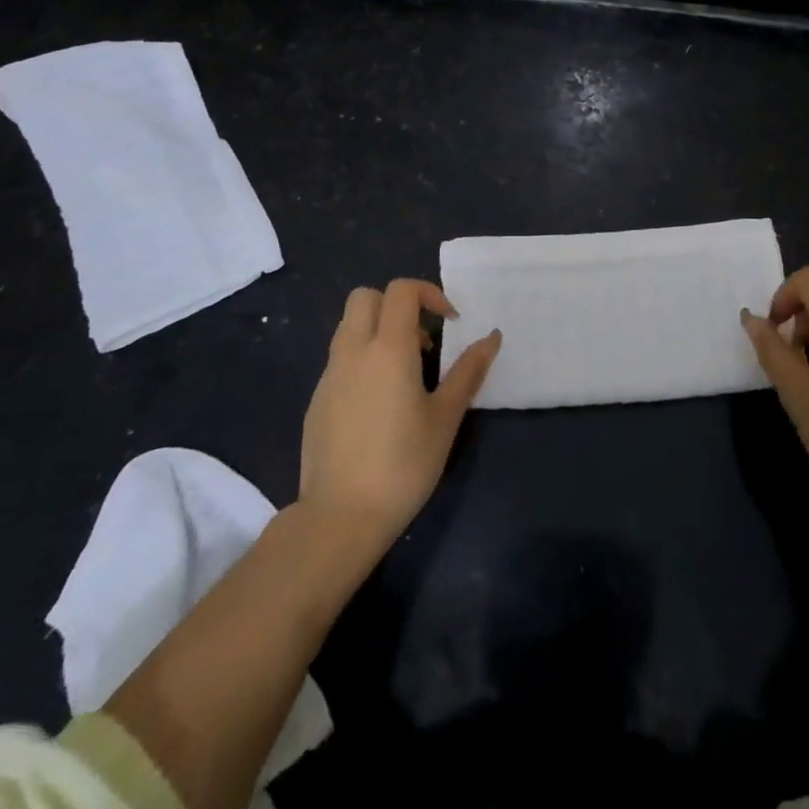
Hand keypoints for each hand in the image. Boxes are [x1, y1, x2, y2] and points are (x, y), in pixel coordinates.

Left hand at [299, 279, 499, 546]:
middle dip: (396, 304)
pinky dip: (362, 360)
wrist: (340, 517)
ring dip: (377, 330)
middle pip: (365, 296)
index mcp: (388, 349)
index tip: (450, 322)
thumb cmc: (403, 464)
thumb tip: (492, 336)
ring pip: (349, 326)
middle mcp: (354, 351)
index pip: (401, 291)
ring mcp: (329, 375)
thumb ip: (469, 371)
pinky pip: (340, 359)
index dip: (429, 293)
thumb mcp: (445, 417)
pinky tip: (379, 403)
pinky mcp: (317, 400)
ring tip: (404, 371)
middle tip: (422, 339)